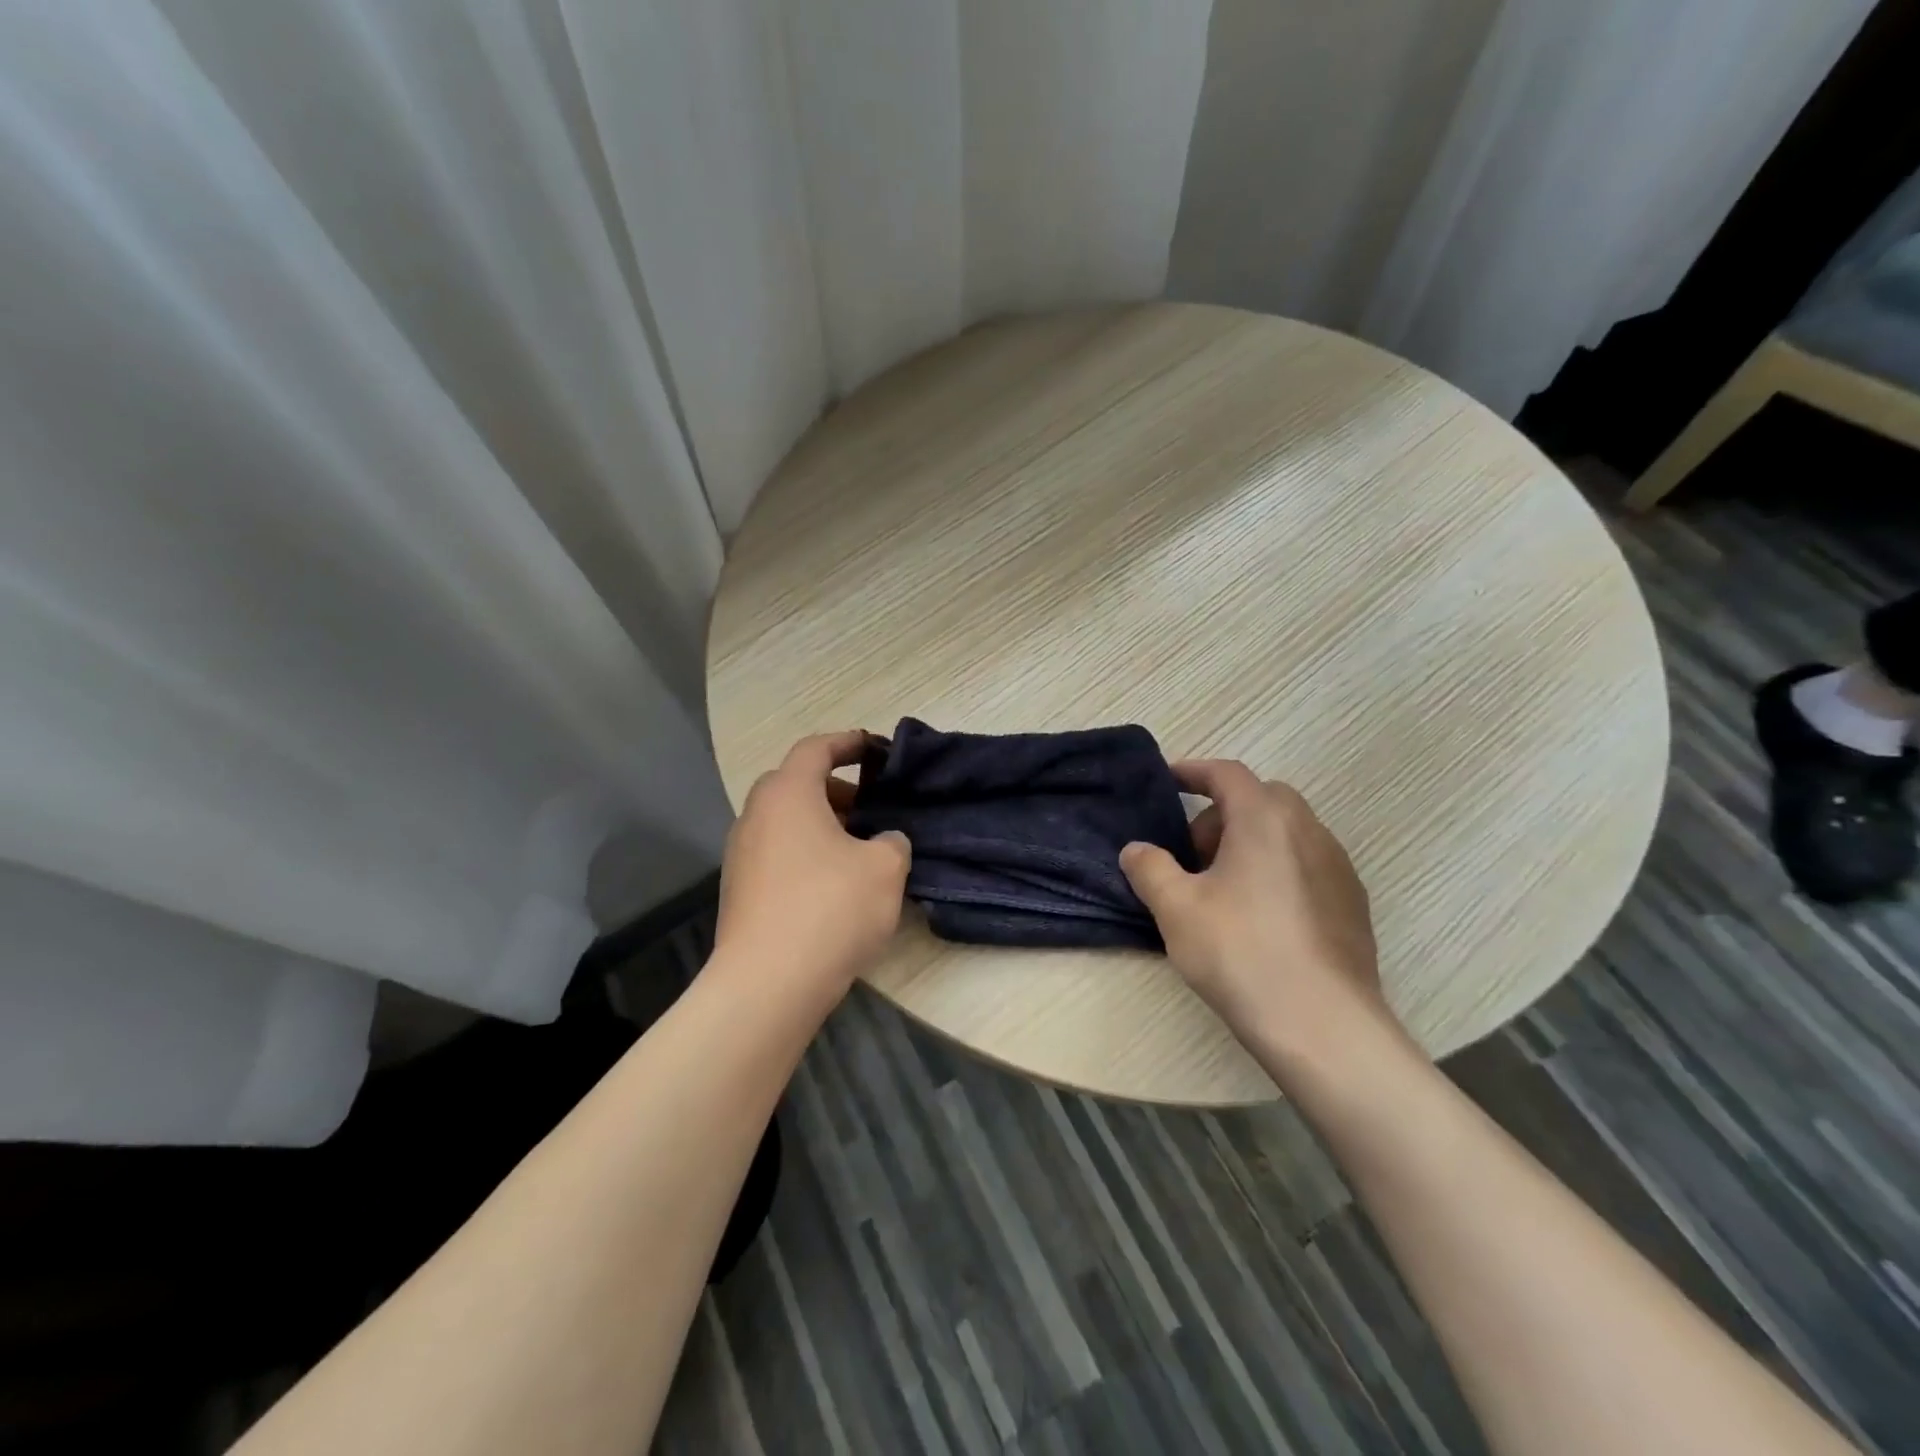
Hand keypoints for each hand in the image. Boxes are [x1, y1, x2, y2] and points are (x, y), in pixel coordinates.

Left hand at [713, 731, 911, 1002]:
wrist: (768, 984)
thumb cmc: (830, 909)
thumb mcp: (884, 868)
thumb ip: (891, 841)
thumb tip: (883, 842)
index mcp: (788, 794)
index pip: (815, 749)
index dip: (848, 743)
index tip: (875, 748)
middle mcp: (756, 815)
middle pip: (795, 784)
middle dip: (835, 789)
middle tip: (869, 808)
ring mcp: (741, 855)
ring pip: (784, 821)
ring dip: (819, 824)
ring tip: (856, 849)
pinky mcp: (739, 891)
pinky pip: (776, 853)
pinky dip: (804, 853)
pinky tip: (832, 885)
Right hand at [1119, 761, 1386, 1046]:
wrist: (1323, 1025)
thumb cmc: (1241, 953)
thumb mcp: (1176, 909)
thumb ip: (1150, 868)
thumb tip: (1137, 850)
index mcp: (1265, 819)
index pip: (1227, 774)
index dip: (1193, 771)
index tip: (1168, 781)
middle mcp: (1309, 830)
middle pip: (1261, 799)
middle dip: (1221, 814)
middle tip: (1193, 853)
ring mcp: (1338, 867)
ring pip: (1287, 832)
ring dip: (1251, 842)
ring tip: (1223, 889)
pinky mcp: (1353, 903)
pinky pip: (1307, 864)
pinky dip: (1277, 869)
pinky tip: (1260, 917)